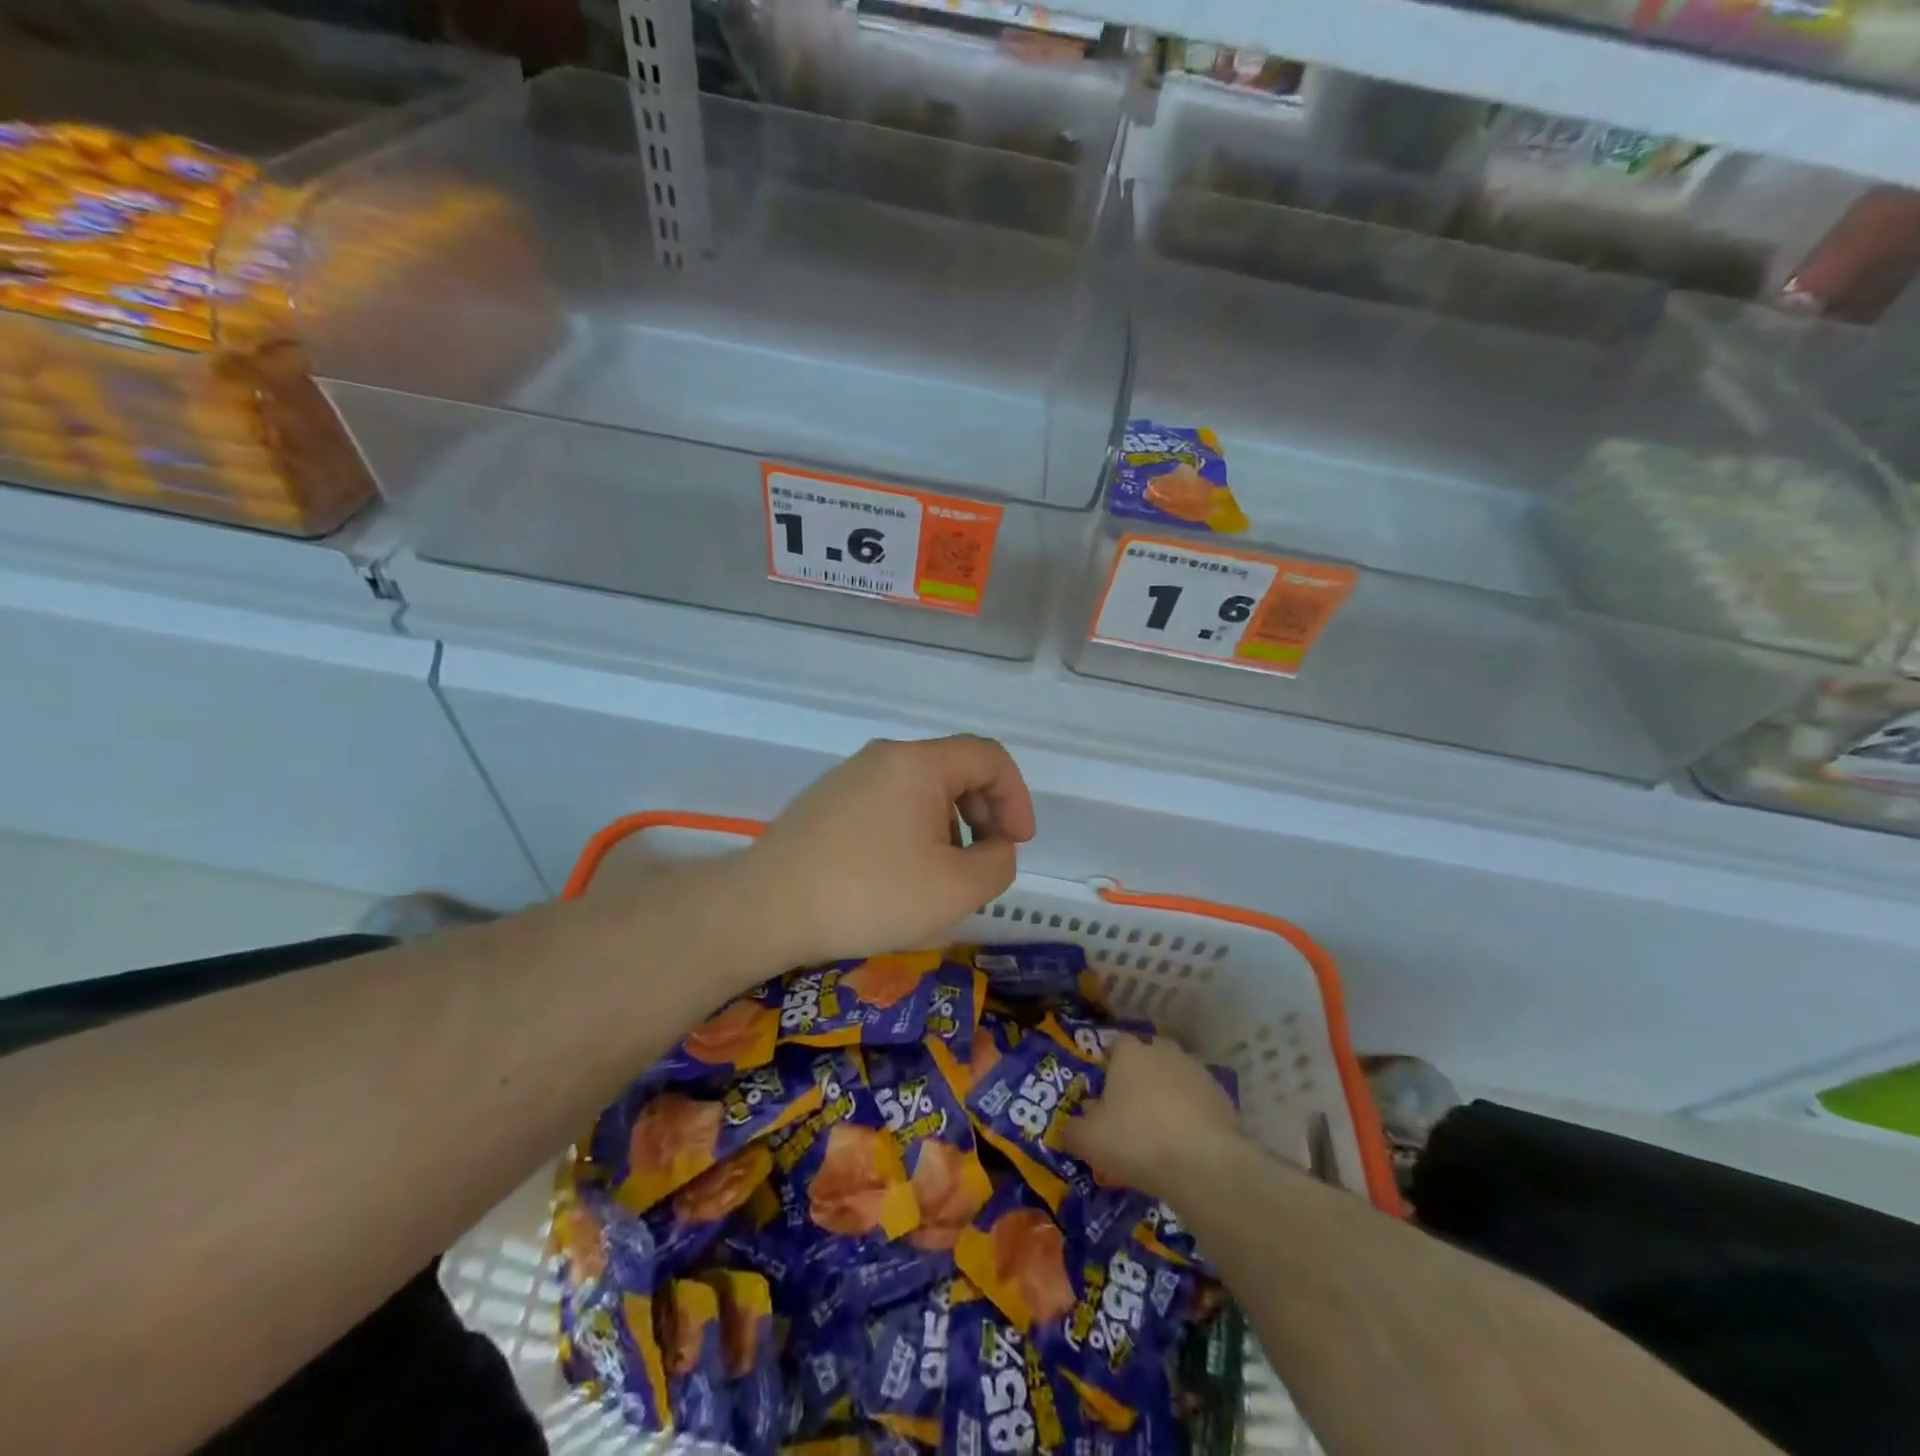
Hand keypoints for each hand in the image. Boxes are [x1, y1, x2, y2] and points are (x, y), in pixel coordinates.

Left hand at [740, 736, 1036, 968]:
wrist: (764, 908)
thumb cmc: (869, 894)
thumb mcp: (955, 889)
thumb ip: (998, 864)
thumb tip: (995, 848)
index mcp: (919, 763)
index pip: (990, 757)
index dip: (1016, 798)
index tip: (1016, 845)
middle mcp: (884, 756)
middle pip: (955, 770)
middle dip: (983, 814)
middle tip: (982, 863)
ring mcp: (849, 776)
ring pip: (920, 790)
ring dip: (948, 826)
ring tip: (938, 877)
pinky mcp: (825, 801)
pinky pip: (887, 804)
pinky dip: (912, 831)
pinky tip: (897, 876)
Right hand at [1060, 1034, 1240, 1202]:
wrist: (1203, 1164)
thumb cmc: (1136, 1140)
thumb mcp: (1088, 1140)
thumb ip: (1072, 1129)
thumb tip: (1068, 1127)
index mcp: (1129, 1052)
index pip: (1114, 1046)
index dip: (1108, 1068)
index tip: (1104, 1094)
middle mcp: (1163, 1051)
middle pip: (1147, 1058)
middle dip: (1139, 1078)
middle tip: (1131, 1112)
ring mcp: (1196, 1071)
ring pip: (1175, 1078)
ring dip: (1167, 1096)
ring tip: (1159, 1132)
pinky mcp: (1222, 1097)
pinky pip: (1199, 1101)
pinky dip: (1191, 1116)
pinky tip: (1185, 1144)